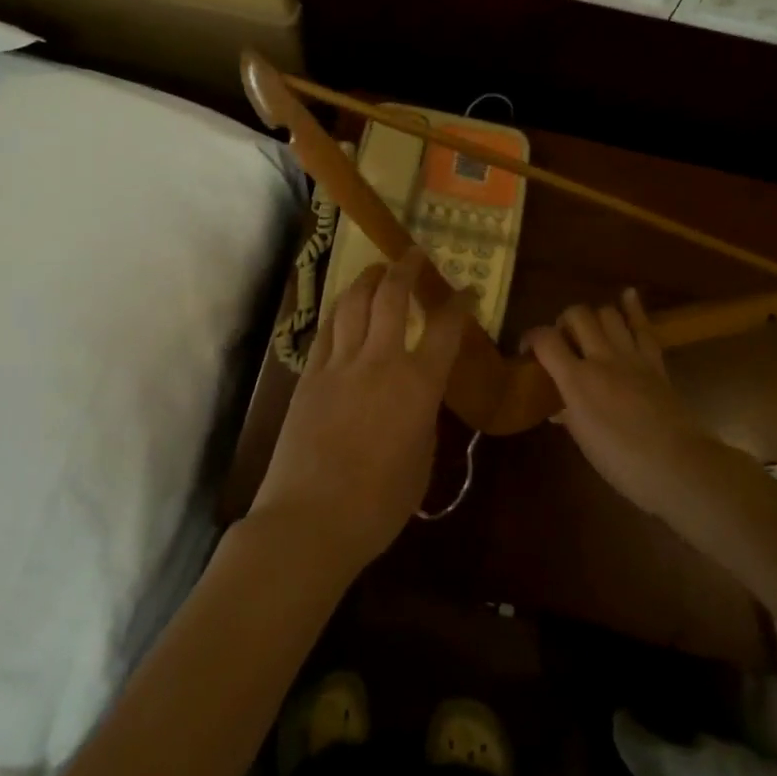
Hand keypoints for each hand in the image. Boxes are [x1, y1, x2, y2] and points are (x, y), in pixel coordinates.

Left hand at [250, 249, 464, 579]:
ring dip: (368, 278)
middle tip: (413, 254)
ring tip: (378, 269)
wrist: (310, 520)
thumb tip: (419, 397)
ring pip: (354, 302)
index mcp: (418, 385)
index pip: (446, 329)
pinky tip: (344, 305)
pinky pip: (327, 328)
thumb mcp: (421, 462)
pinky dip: (340, 309)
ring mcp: (339, 364)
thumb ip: (424, 419)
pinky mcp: (309, 375)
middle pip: (392, 296)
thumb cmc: (378, 505)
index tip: (467, 290)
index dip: (459, 303)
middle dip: (406, 268)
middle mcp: (380, 361)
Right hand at [526, 290, 715, 519]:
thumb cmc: (625, 464)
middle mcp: (601, 359)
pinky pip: (643, 328)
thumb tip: (557, 406)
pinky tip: (627, 295)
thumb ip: (569, 415)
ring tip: (590, 330)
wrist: (680, 467)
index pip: (545, 340)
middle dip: (564, 321)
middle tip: (563, 341)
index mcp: (577, 381)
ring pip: (608, 313)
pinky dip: (633, 309)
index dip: (531, 338)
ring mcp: (631, 357)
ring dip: (594, 316)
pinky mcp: (655, 362)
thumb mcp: (585, 443)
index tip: (527, 350)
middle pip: (577, 315)